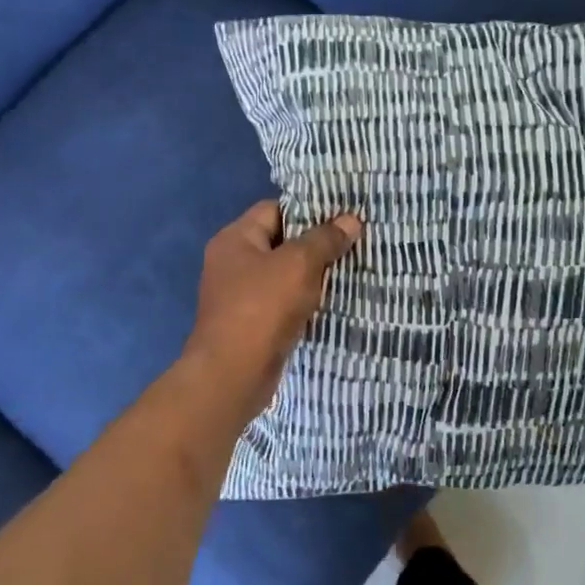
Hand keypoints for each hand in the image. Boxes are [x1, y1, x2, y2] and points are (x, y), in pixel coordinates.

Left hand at [183, 201, 362, 418]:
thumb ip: (325, 239)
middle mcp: (232, 263)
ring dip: (312, 277)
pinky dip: (304, 302)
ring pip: (283, 275)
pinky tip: (331, 304)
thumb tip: (351, 220)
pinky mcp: (250, 324)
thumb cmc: (262, 308)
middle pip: (280, 242)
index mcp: (235, 239)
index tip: (342, 218)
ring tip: (349, 272)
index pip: (275, 209)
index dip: (308, 211)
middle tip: (353, 244)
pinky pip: (282, 303)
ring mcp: (239, 296)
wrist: (233, 374)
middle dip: (315, 245)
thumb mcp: (299, 265)